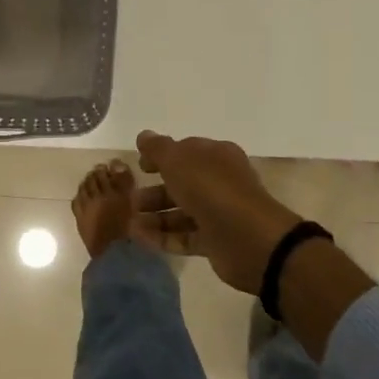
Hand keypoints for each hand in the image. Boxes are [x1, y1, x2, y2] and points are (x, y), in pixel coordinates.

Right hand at [132, 130, 303, 294]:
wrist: (248, 238)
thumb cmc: (211, 189)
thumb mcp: (178, 160)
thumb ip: (158, 148)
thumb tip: (144, 135)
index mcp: (217, 157)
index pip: (186, 151)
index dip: (161, 157)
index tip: (139, 167)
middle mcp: (219, 182)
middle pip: (182, 184)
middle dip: (154, 191)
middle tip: (130, 200)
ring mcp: (218, 213)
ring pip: (181, 212)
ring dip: (155, 216)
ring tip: (130, 223)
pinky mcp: (215, 242)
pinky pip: (184, 237)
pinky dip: (163, 237)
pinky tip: (139, 238)